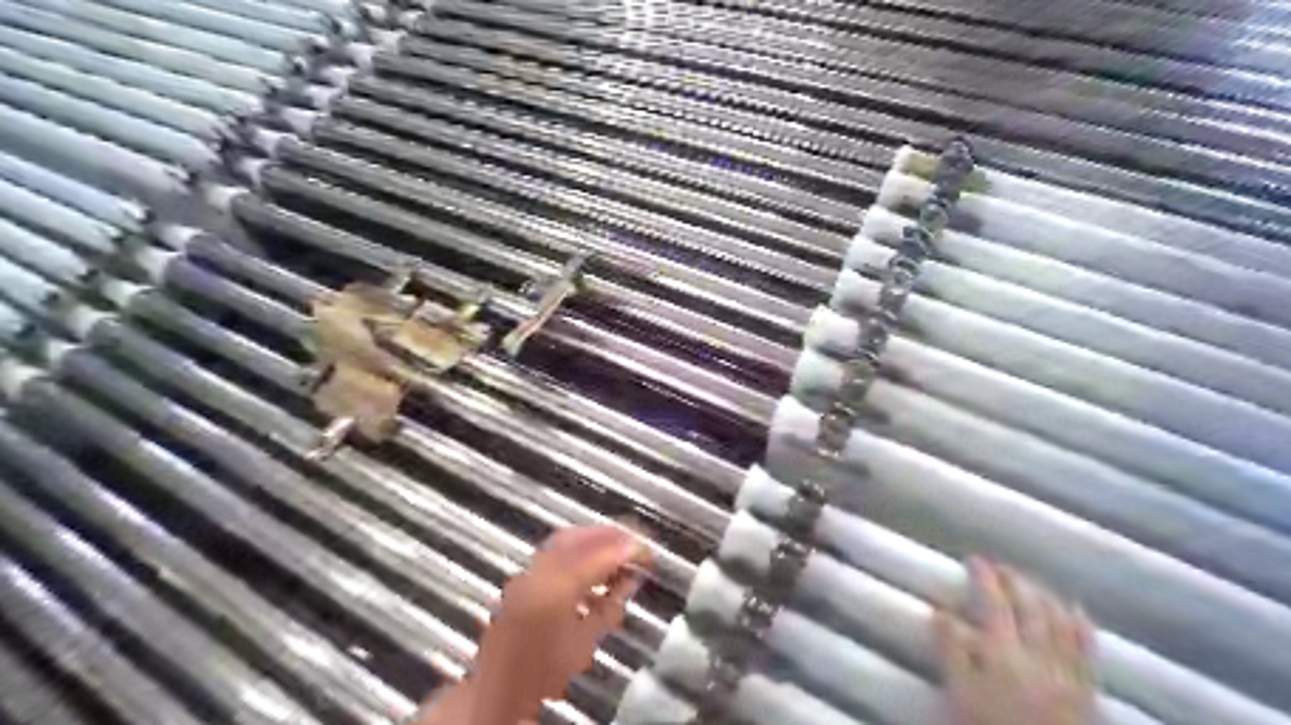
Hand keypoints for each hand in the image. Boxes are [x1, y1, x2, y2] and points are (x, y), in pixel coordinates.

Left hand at [468, 526, 649, 724]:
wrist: (501, 689)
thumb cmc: (545, 671)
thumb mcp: (586, 640)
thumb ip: (611, 605)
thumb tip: (630, 579)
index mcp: (559, 588)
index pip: (603, 554)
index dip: (630, 550)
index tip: (647, 554)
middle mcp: (541, 571)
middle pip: (583, 537)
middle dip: (613, 537)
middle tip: (635, 545)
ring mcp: (528, 571)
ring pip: (568, 539)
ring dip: (595, 541)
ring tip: (618, 554)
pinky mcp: (523, 576)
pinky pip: (555, 550)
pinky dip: (577, 550)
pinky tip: (591, 566)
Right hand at [935, 560, 1093, 724]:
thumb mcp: (959, 692)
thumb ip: (951, 651)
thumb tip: (941, 612)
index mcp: (1003, 650)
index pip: (994, 602)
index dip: (985, 577)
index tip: (973, 559)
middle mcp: (1038, 653)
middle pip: (1030, 607)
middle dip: (1015, 581)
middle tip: (1001, 567)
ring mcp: (1066, 671)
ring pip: (1060, 622)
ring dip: (1046, 596)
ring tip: (1034, 583)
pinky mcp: (1086, 691)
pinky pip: (1087, 650)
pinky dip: (1080, 625)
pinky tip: (1076, 613)